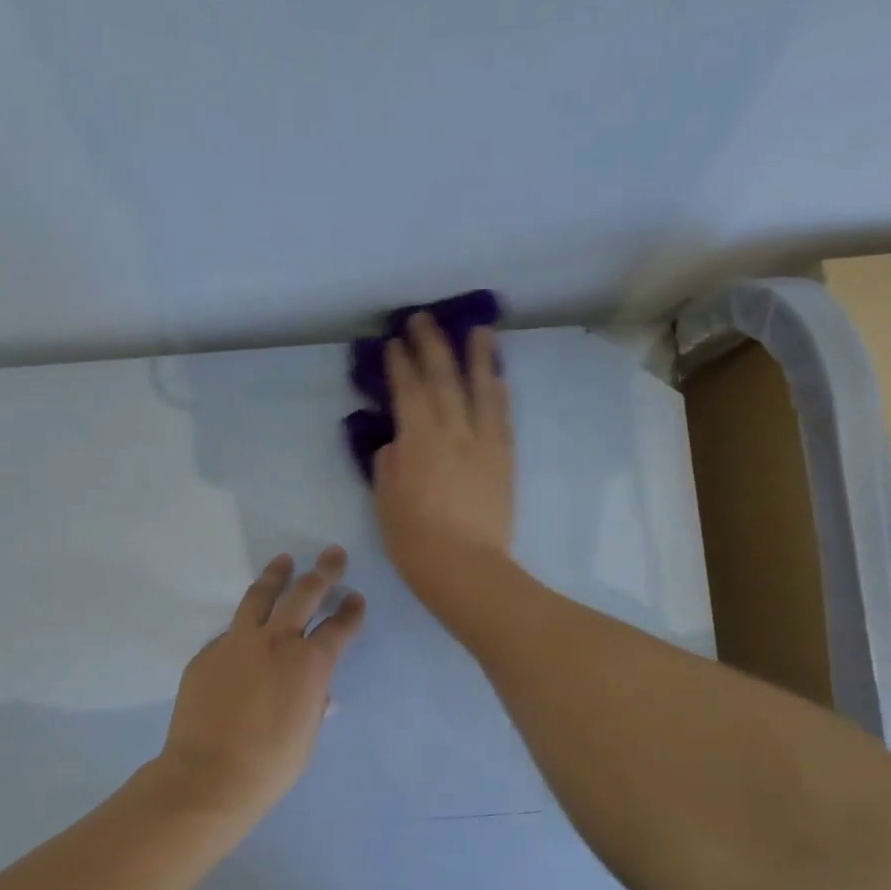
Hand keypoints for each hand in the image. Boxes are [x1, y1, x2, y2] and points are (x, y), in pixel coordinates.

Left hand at [159, 547, 365, 821]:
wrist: (210, 775)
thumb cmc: (271, 763)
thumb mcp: (306, 733)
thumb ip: (313, 703)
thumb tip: (319, 694)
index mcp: (310, 664)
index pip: (338, 628)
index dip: (351, 612)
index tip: (355, 599)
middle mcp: (276, 642)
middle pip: (304, 595)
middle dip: (323, 572)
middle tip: (332, 555)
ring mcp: (237, 643)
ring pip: (260, 597)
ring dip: (276, 576)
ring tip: (284, 561)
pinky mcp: (207, 653)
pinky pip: (231, 632)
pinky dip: (245, 626)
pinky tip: (247, 630)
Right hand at [373, 312, 515, 618]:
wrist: (466, 569)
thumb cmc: (415, 543)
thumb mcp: (386, 504)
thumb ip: (390, 467)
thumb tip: (397, 445)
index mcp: (417, 442)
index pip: (407, 392)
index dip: (399, 365)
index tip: (393, 343)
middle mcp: (452, 432)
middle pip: (443, 379)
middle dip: (431, 346)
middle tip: (423, 320)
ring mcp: (483, 443)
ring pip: (481, 389)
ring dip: (478, 356)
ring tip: (478, 330)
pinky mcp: (504, 459)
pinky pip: (502, 416)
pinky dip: (499, 392)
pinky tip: (498, 377)